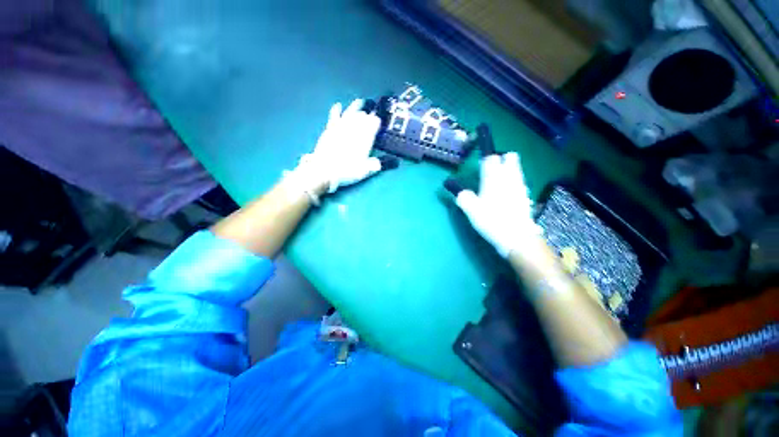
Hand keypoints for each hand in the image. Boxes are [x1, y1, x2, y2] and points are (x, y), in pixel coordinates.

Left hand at [294, 99, 382, 194]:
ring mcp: (341, 128)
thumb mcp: (364, 171)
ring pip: (350, 113)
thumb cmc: (346, 170)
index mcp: (365, 138)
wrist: (324, 169)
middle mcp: (354, 130)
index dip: (376, 122)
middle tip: (370, 114)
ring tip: (359, 101)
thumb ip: (374, 165)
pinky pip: (334, 116)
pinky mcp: (330, 129)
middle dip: (367, 115)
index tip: (378, 121)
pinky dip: (336, 110)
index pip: (373, 124)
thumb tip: (379, 163)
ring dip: (355, 107)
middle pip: (362, 118)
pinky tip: (338, 105)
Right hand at [455, 152, 540, 257]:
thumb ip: (463, 198)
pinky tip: (507, 195)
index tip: (480, 165)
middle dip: (502, 159)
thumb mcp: (471, 211)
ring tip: (498, 183)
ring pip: (517, 169)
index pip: (491, 158)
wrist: (516, 237)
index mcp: (493, 179)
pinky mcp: (525, 196)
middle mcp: (509, 178)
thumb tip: (460, 193)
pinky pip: (520, 182)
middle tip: (491, 172)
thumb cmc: (492, 221)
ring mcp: (520, 186)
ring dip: (508, 170)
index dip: (485, 159)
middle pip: (510, 157)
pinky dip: (514, 183)